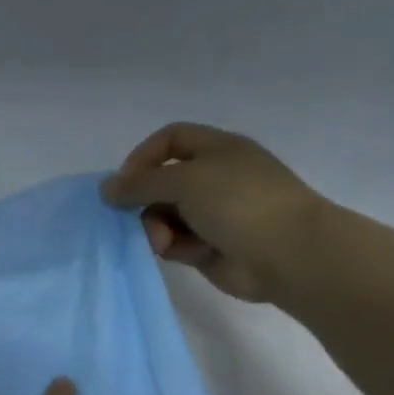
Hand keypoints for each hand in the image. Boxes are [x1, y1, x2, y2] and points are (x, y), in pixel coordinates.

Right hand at [99, 122, 328, 302]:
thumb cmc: (240, 203)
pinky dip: (171, 247)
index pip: (170, 140)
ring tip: (163, 243)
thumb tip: (106, 188)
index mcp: (217, 150)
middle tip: (134, 217)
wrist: (287, 254)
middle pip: (161, 182)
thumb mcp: (186, 180)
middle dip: (145, 201)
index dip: (143, 157)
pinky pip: (175, 242)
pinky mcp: (208, 246)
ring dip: (156, 228)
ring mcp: (212, 214)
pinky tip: (180, 253)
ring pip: (164, 216)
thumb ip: (141, 184)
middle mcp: (213, 178)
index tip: (124, 182)